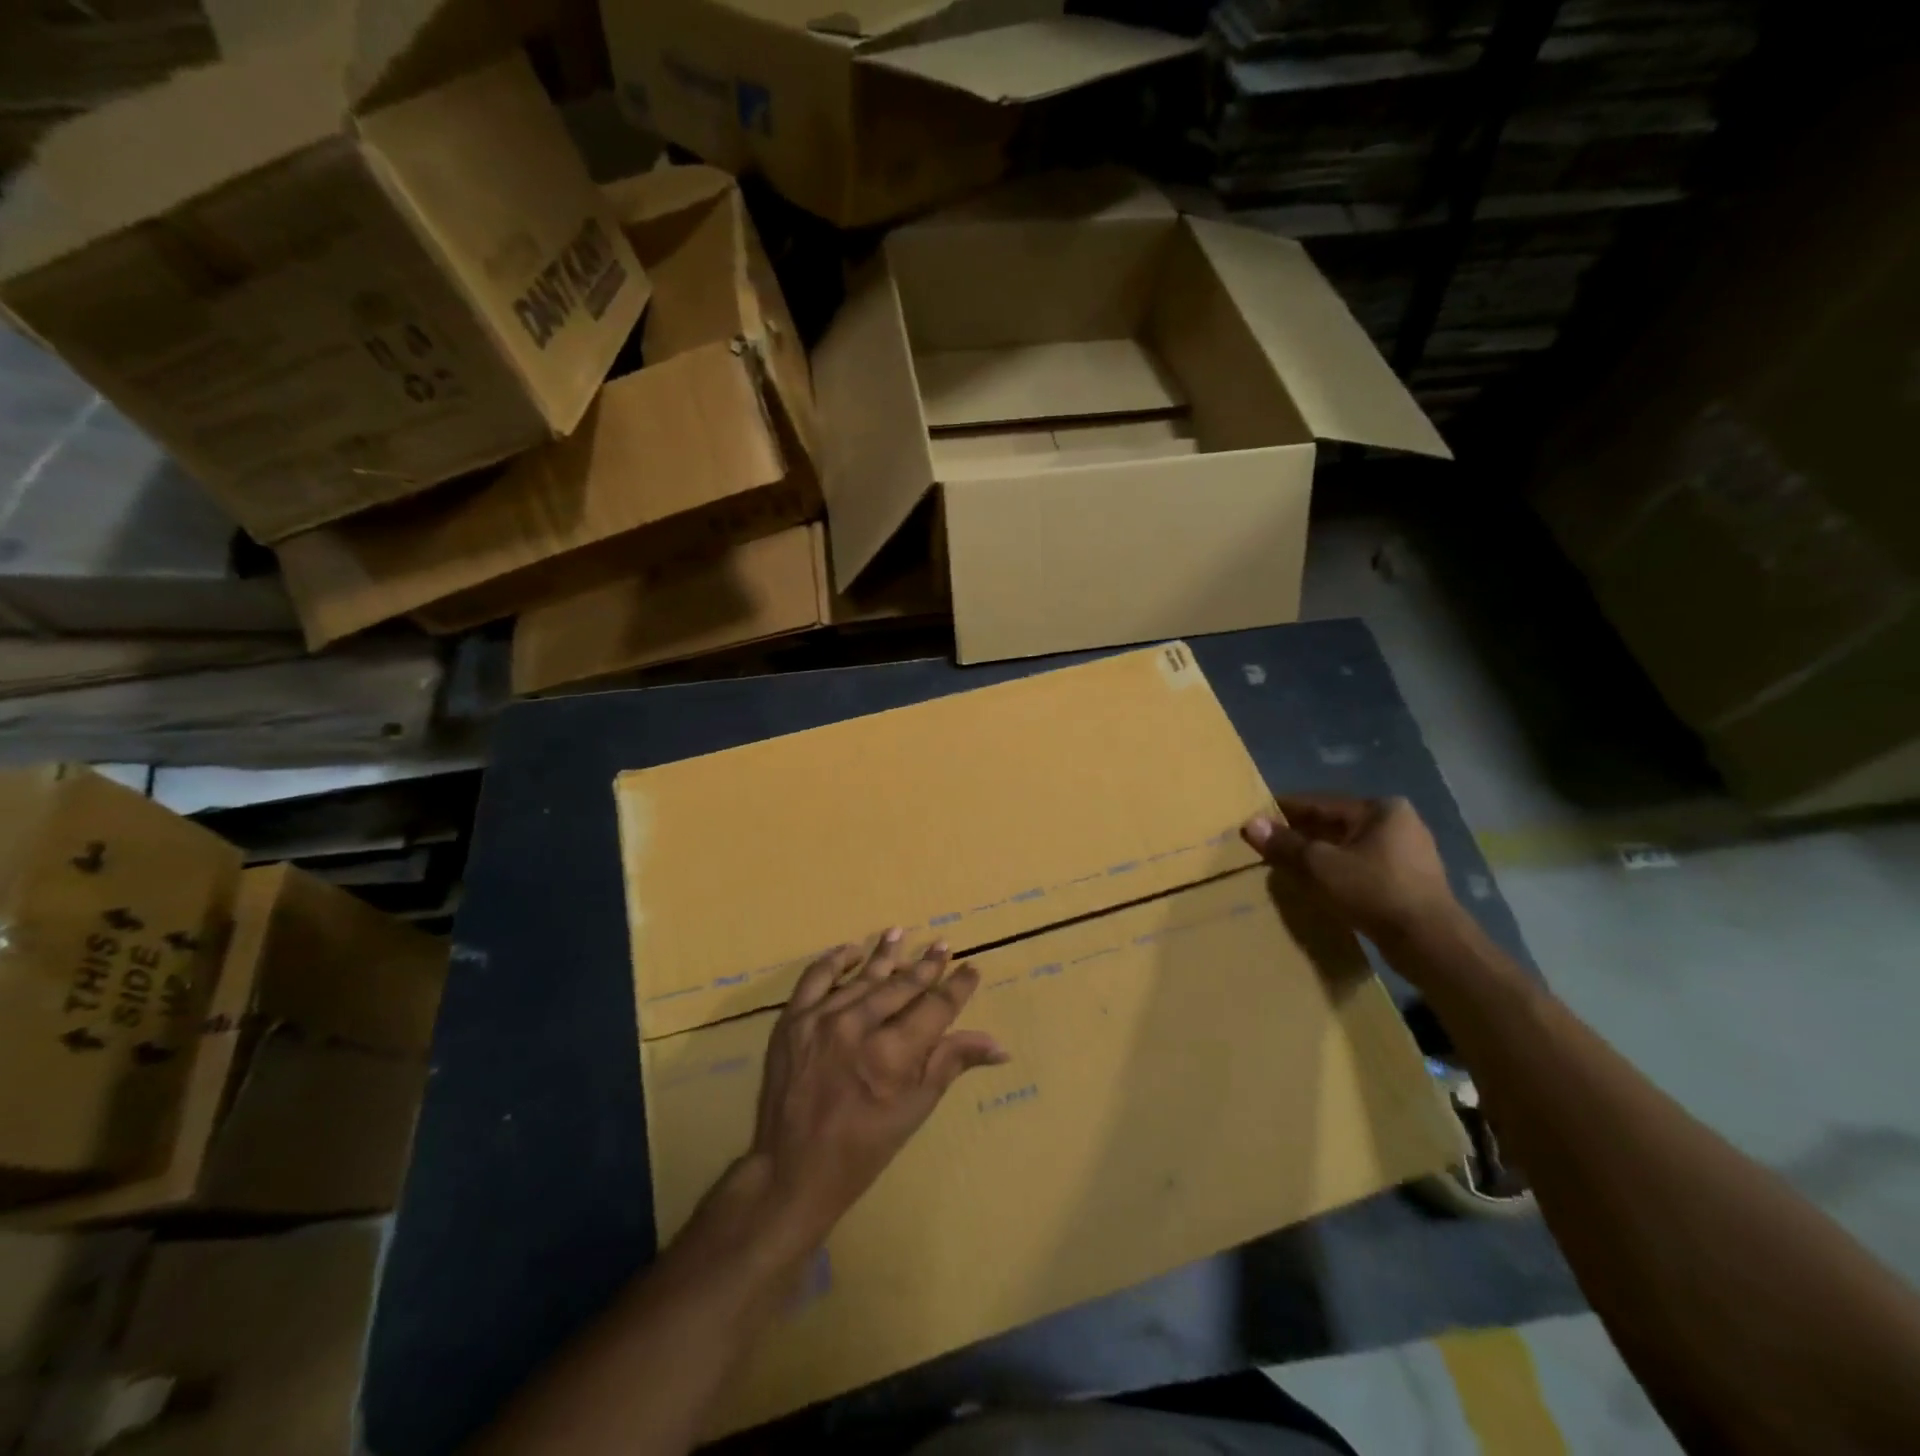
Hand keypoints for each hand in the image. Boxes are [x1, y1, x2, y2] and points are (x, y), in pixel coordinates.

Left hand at [744, 930, 1007, 1250]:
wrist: (792, 1170)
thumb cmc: (863, 1147)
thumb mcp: (914, 1110)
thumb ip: (951, 1063)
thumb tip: (999, 1045)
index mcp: (891, 1055)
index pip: (935, 1008)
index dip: (956, 987)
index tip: (970, 969)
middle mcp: (857, 1027)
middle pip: (901, 986)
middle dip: (926, 966)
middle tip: (942, 945)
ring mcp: (820, 1019)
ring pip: (862, 977)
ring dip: (884, 956)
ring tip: (899, 933)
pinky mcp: (792, 1020)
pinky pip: (816, 978)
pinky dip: (835, 961)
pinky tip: (851, 952)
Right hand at [1242, 795, 1458, 943]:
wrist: (1430, 943)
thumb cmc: (1374, 891)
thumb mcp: (1319, 865)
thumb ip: (1285, 844)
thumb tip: (1250, 824)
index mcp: (1381, 809)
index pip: (1320, 803)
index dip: (1285, 811)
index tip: (1258, 817)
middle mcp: (1399, 823)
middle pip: (1336, 824)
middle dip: (1302, 834)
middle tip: (1269, 844)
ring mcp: (1409, 853)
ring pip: (1349, 847)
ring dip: (1320, 854)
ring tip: (1289, 865)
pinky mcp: (1411, 881)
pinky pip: (1363, 867)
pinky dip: (1339, 871)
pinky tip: (1320, 883)